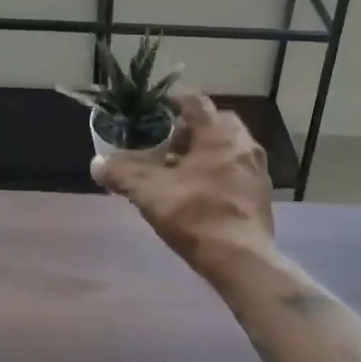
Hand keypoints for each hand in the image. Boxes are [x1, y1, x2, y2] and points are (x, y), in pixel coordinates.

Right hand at [91, 90, 273, 273]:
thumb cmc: (197, 216)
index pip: (196, 101)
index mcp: (218, 134)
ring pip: (230, 145)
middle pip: (216, 121)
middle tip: (169, 145)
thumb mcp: (151, 194)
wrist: (242, 261)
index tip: (157, 112)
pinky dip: (221, 170)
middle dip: (192, 129)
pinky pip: (239, 168)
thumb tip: (97, 164)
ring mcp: (257, 168)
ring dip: (208, 150)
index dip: (174, 101)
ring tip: (184, 170)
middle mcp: (243, 143)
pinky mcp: (263, 192)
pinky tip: (204, 192)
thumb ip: (122, 175)